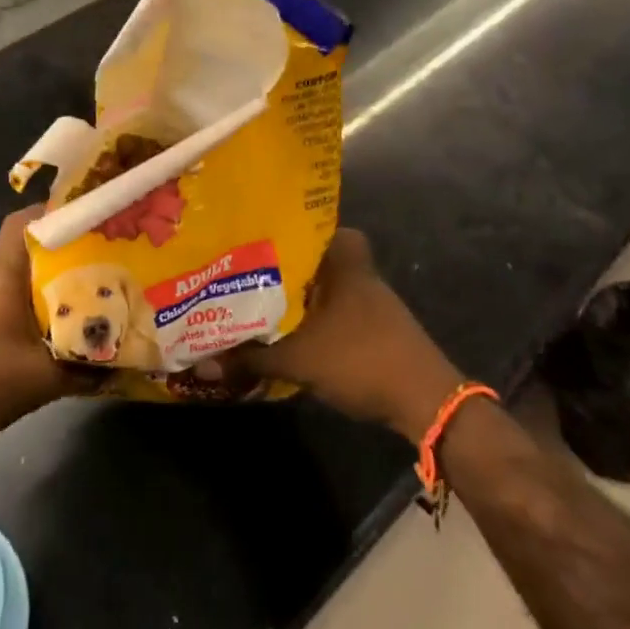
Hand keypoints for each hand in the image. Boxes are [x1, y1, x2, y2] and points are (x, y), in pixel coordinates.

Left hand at [0, 207, 98, 447]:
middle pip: (25, 247)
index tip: (91, 221)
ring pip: (13, 274)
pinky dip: (24, 302)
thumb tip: (122, 364)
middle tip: (100, 264)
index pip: (25, 221)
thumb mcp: (43, 379)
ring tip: (82, 297)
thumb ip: (85, 369)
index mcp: (1, 272)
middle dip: (62, 253)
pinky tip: (46, 328)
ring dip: (44, 282)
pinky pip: (0, 295)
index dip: (57, 214)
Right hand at [238, 230, 465, 443]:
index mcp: (346, 265)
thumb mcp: (298, 359)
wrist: (424, 401)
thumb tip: (205, 363)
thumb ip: (251, 357)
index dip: (297, 229)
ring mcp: (374, 304)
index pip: (325, 227)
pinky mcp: (379, 329)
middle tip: (256, 272)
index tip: (266, 236)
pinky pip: (340, 311)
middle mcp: (361, 275)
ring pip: (331, 286)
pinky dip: (319, 318)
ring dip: (305, 295)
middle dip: (292, 266)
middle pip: (322, 258)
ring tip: (264, 302)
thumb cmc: (360, 359)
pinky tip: (294, 334)